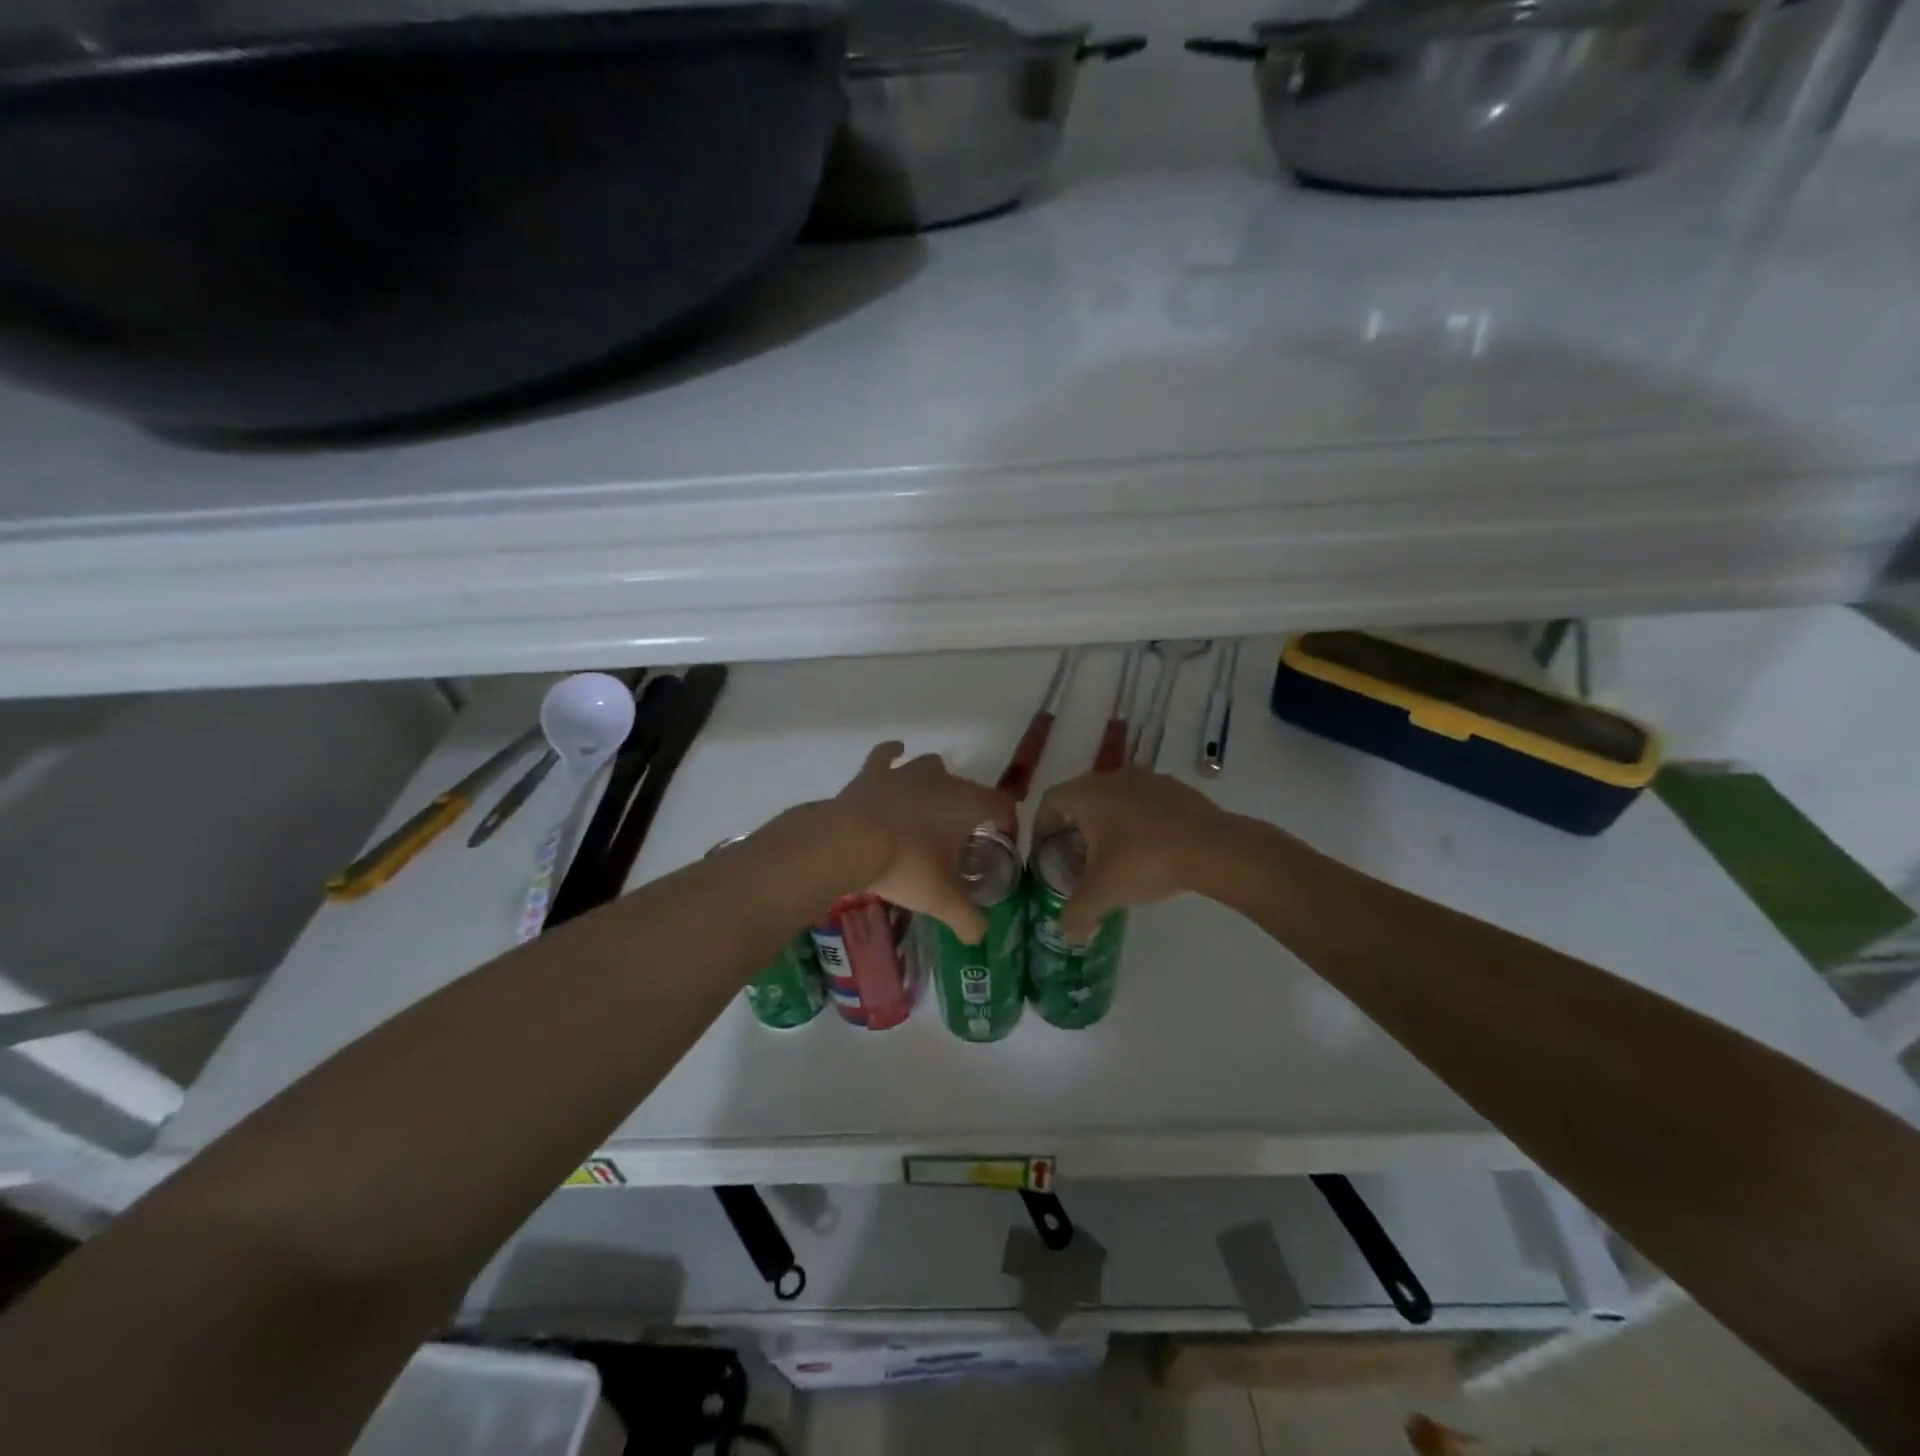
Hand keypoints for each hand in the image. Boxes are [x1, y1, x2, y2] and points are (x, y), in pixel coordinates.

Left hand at [833, 742, 1015, 943]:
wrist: (849, 842)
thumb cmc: (907, 866)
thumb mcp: (942, 900)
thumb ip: (968, 919)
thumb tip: (980, 935)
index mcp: (967, 803)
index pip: (1002, 805)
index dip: (1007, 823)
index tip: (1000, 843)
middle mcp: (942, 779)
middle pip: (967, 788)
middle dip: (968, 810)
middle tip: (958, 842)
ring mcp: (906, 772)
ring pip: (930, 766)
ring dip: (935, 782)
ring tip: (929, 807)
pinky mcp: (873, 772)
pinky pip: (887, 755)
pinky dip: (892, 755)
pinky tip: (895, 755)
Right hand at [1034, 766, 1227, 941]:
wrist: (1213, 848)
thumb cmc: (1145, 860)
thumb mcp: (1103, 892)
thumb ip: (1077, 913)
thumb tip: (1065, 934)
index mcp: (1087, 794)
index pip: (1049, 802)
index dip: (1040, 828)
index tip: (1044, 854)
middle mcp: (1112, 777)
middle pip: (1080, 800)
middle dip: (1073, 830)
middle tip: (1075, 861)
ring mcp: (1146, 779)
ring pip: (1112, 800)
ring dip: (1105, 825)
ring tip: (1112, 858)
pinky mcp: (1174, 789)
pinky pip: (1142, 803)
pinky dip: (1135, 823)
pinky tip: (1147, 851)